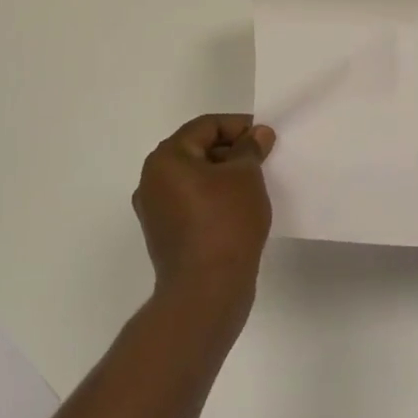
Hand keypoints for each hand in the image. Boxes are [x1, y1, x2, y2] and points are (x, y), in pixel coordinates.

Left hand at [135, 114, 274, 305]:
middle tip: (263, 158)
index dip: (239, 126)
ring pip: (194, 178)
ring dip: (223, 176)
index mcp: (166, 158)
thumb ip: (250, 148)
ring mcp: (155, 210)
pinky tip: (238, 209)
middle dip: (231, 150)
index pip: (206, 126)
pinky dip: (213, 198)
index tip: (266, 136)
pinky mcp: (164, 235)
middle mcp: (152, 180)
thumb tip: (257, 133)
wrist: (206, 292)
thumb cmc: (225, 223)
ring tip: (254, 184)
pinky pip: (191, 203)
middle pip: (197, 150)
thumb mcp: (245, 176)